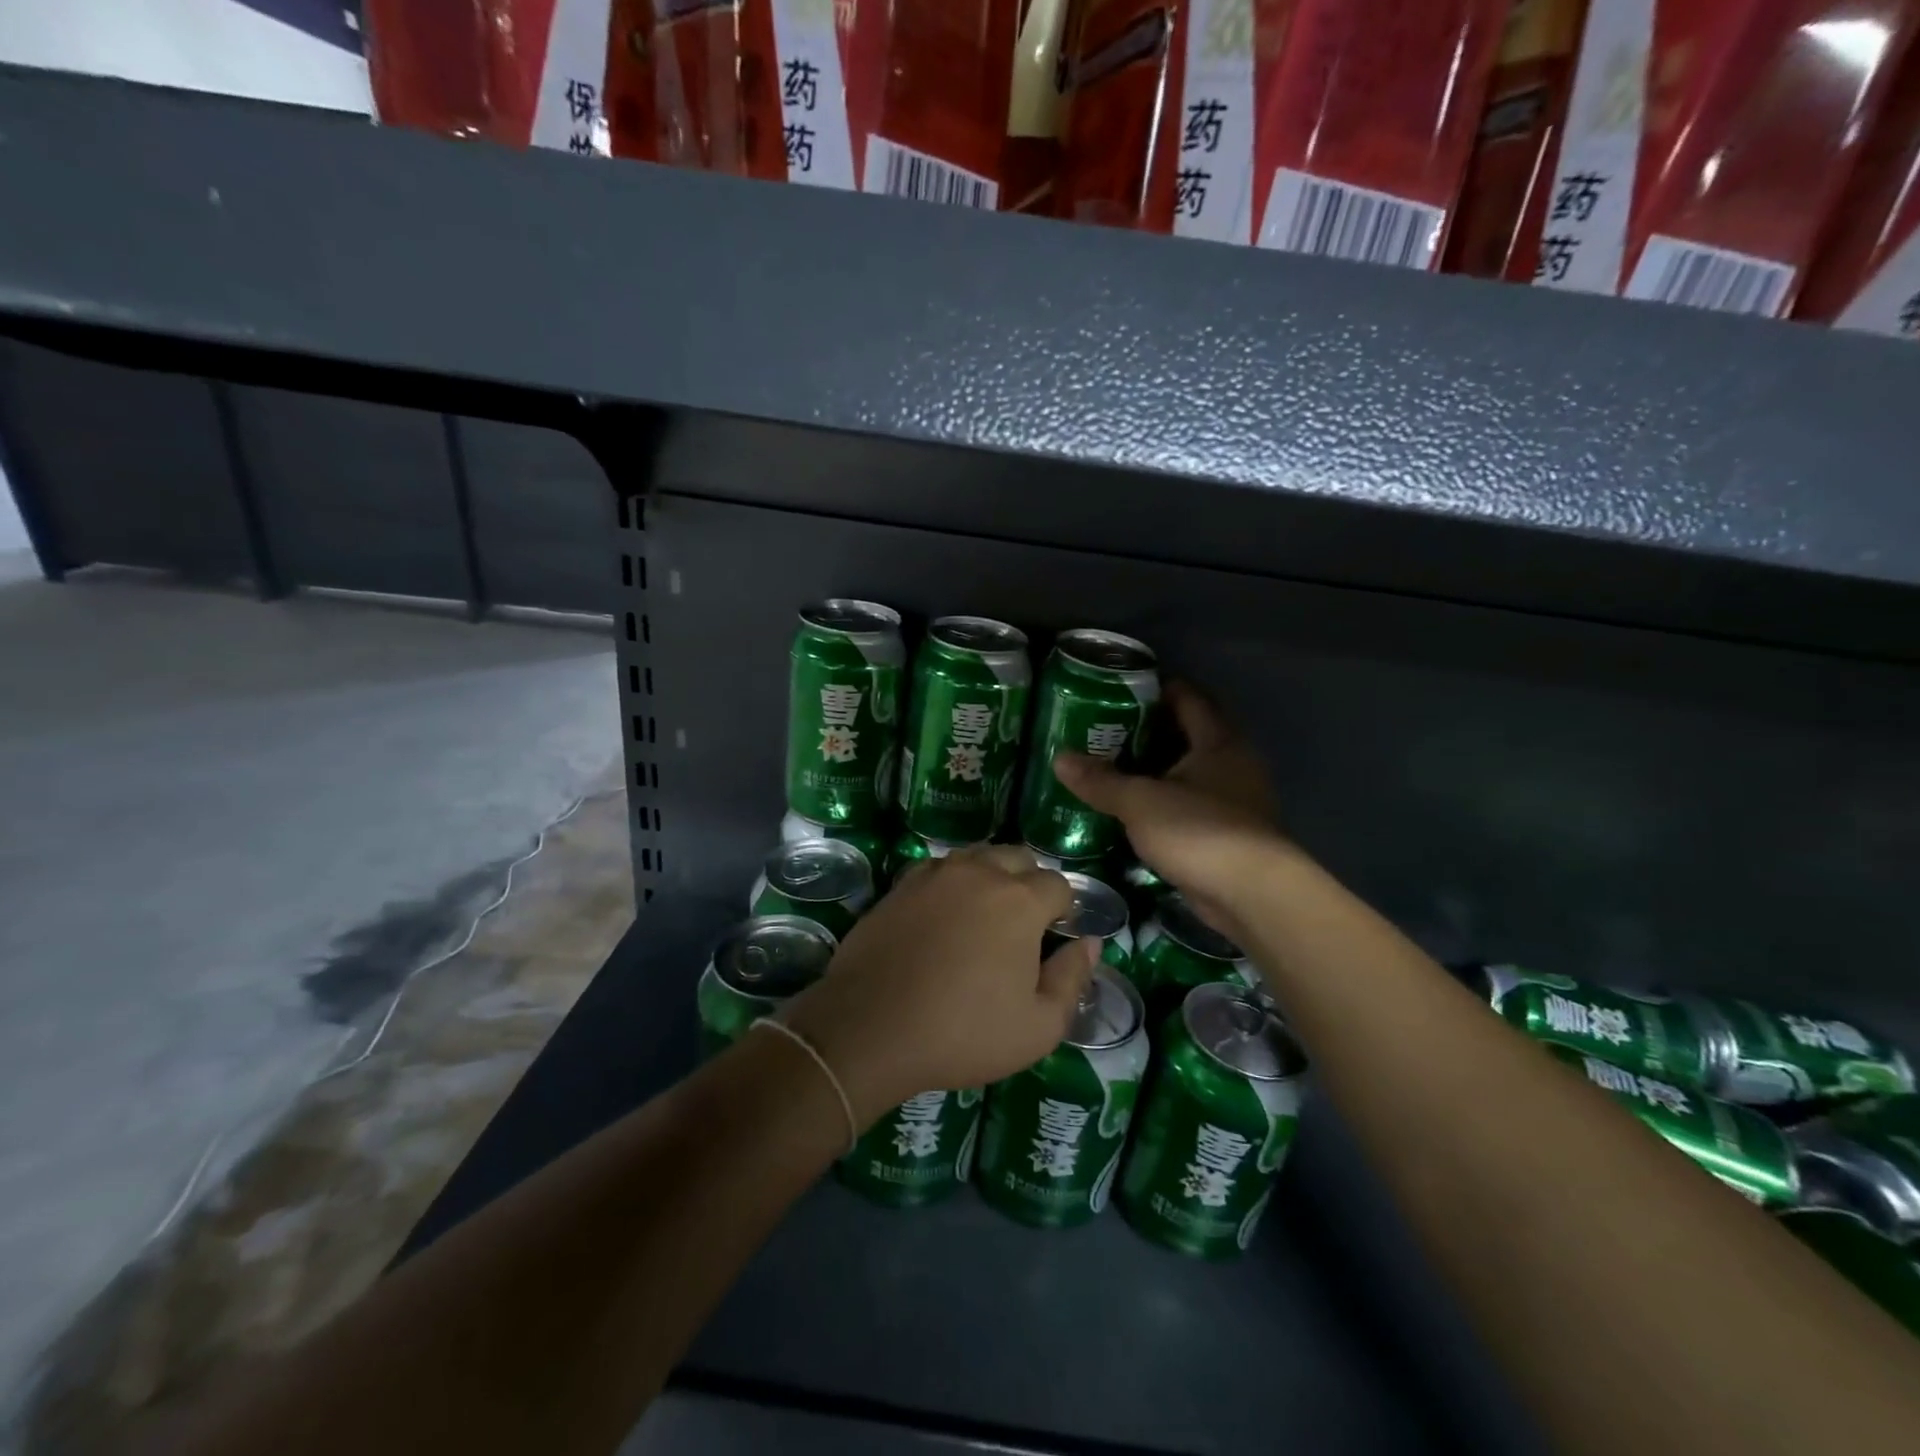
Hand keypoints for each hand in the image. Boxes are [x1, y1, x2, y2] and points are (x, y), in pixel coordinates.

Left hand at [782, 846, 1097, 1125]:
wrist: (870, 1027)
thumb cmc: (962, 1032)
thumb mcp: (1038, 1026)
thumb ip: (1073, 978)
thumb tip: (1090, 943)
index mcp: (1019, 900)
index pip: (1058, 884)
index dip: (1063, 910)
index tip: (1053, 938)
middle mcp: (979, 872)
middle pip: (1018, 858)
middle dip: (1030, 883)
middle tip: (1021, 928)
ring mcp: (935, 874)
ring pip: (977, 858)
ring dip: (990, 878)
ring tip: (983, 919)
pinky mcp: (901, 885)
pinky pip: (939, 870)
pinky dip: (952, 884)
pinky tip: (943, 917)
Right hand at [1054, 682, 1283, 938]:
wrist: (1253, 897)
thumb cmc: (1200, 831)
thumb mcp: (1140, 802)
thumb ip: (1101, 780)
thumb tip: (1059, 758)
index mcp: (1218, 741)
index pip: (1187, 698)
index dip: (1154, 689)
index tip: (1115, 691)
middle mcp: (1232, 763)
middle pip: (1187, 734)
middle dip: (1147, 731)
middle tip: (1102, 731)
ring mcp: (1234, 800)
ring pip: (1188, 772)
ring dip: (1155, 770)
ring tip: (1110, 769)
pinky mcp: (1228, 833)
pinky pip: (1190, 804)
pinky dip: (1164, 802)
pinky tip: (1134, 810)